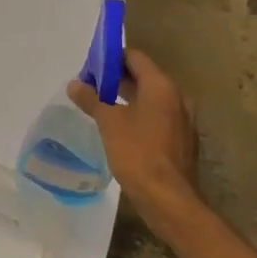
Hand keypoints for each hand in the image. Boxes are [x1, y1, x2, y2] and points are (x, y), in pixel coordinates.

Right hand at [67, 48, 203, 240]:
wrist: (169, 200)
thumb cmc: (138, 153)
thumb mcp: (109, 123)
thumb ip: (92, 99)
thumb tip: (74, 84)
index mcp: (160, 86)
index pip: (134, 57)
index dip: (111, 59)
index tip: (89, 68)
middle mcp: (176, 97)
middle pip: (144, 76)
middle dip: (116, 79)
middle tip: (90, 87)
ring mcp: (182, 120)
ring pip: (151, 99)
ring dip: (127, 98)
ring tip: (100, 107)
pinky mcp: (181, 141)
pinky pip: (157, 117)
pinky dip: (139, 116)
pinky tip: (120, 130)